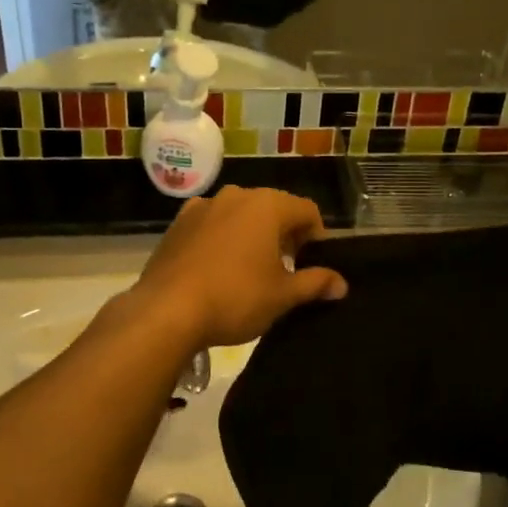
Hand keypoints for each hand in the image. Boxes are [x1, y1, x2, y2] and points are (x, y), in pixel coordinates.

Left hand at [133, 187, 347, 348]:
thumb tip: (341, 283)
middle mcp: (235, 195)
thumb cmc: (235, 298)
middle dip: (285, 234)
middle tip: (287, 269)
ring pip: (240, 215)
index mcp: (267, 205)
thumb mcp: (282, 296)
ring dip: (252, 235)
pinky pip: (212, 225)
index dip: (317, 237)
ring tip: (251, 270)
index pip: (307, 210)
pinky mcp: (177, 224)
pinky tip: (218, 269)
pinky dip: (222, 239)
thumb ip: (315, 283)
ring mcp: (202, 207)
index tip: (314, 263)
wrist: (166, 311)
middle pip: (273, 208)